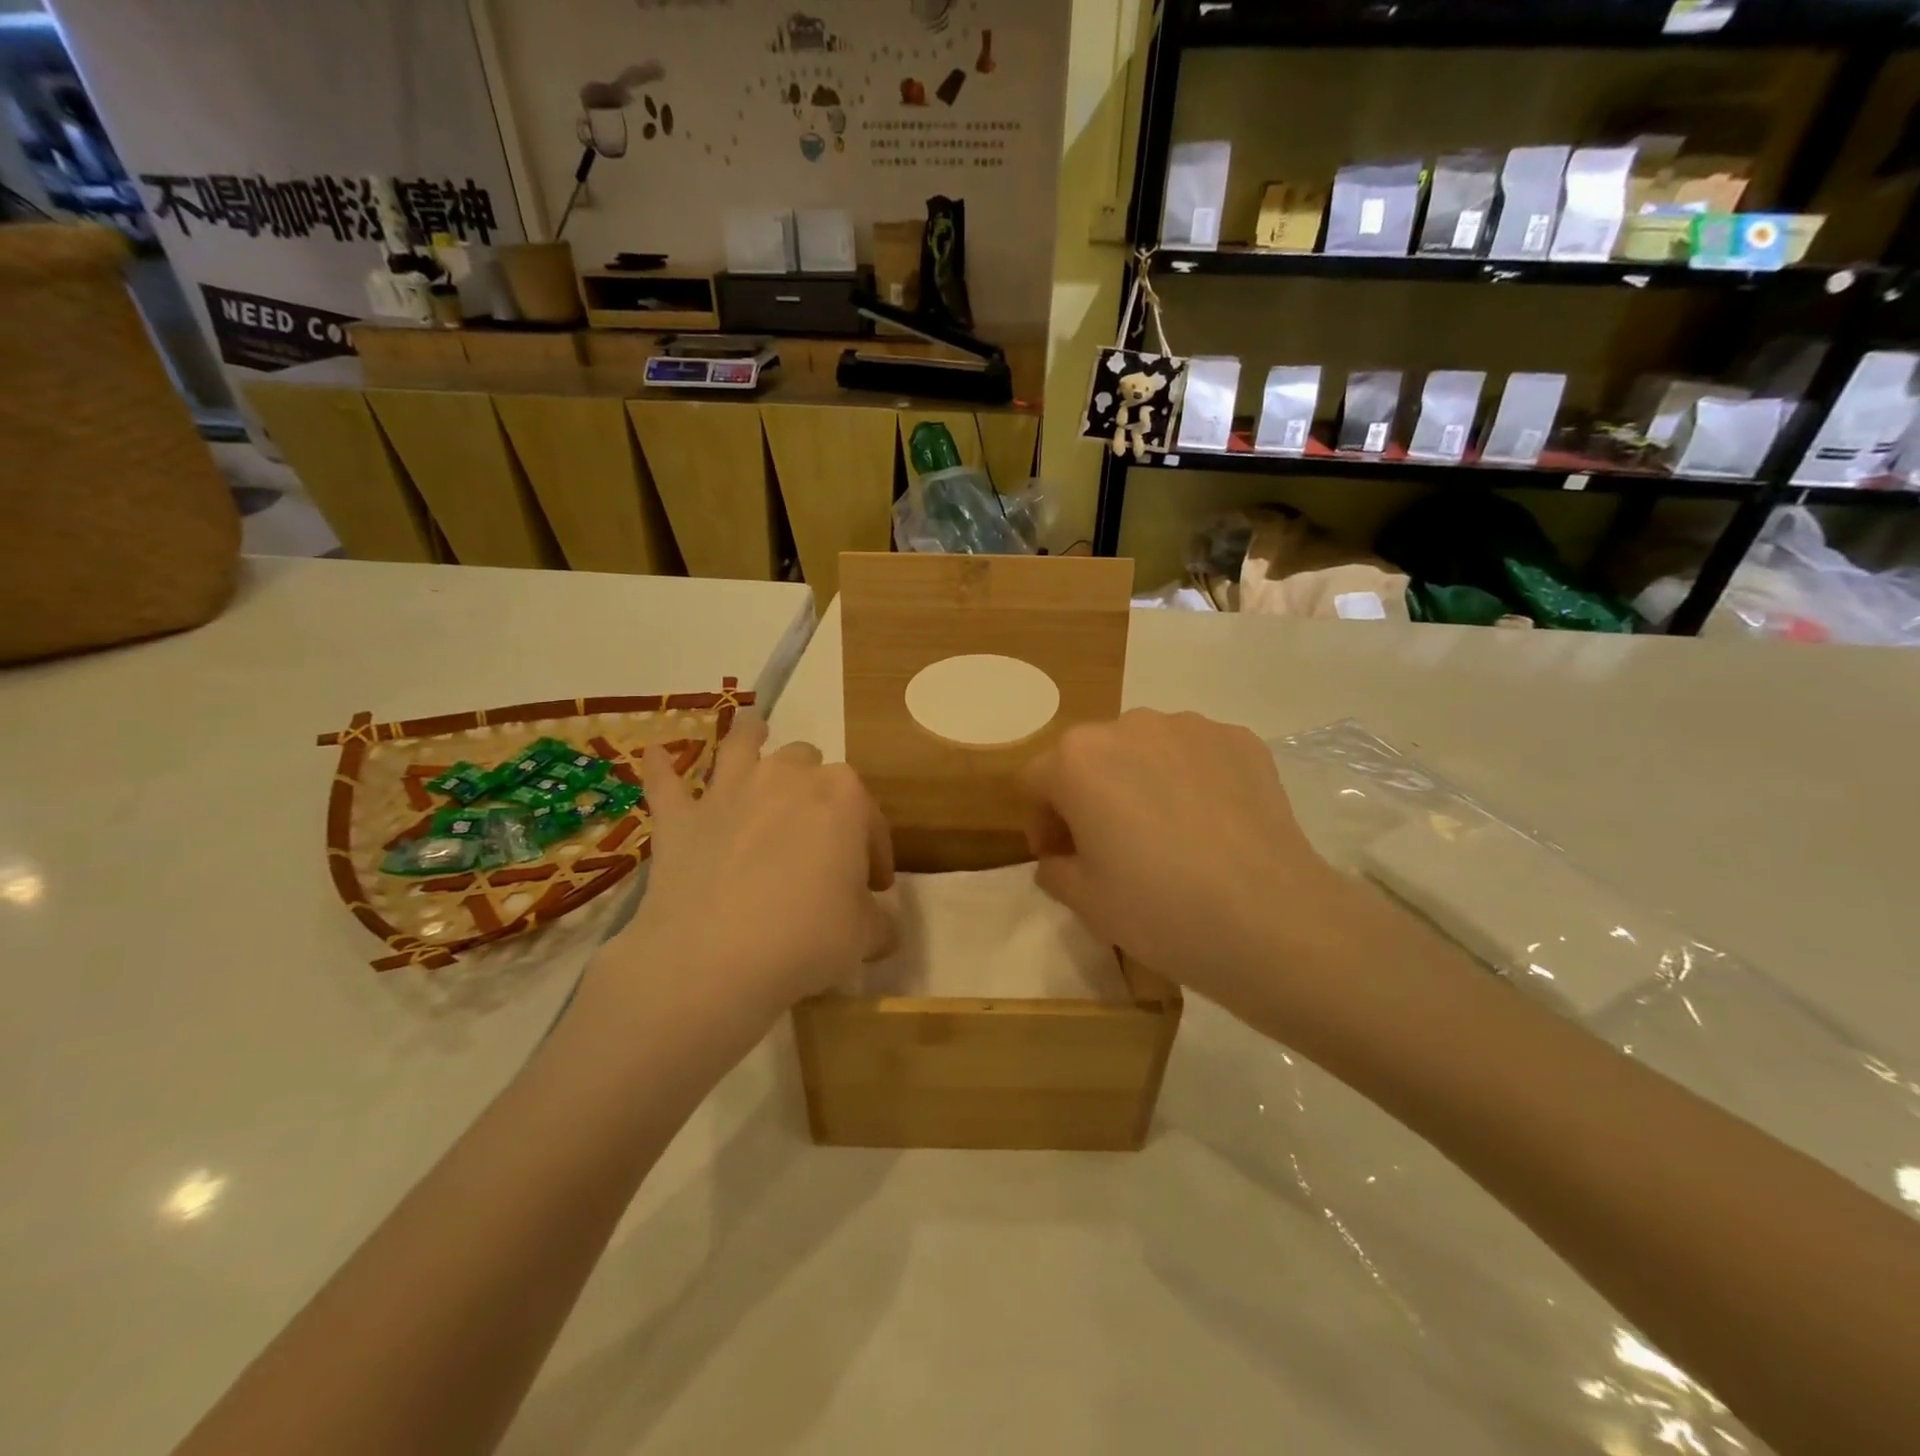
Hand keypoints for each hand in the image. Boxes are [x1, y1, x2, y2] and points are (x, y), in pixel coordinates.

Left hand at [609, 713, 894, 1024]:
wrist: (714, 961)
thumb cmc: (806, 939)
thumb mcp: (864, 936)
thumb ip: (879, 921)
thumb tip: (880, 923)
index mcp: (843, 797)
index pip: (870, 818)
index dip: (876, 853)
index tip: (875, 887)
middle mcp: (787, 778)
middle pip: (810, 765)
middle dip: (818, 791)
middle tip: (818, 836)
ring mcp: (729, 791)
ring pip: (743, 746)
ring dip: (751, 738)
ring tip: (755, 734)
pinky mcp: (680, 817)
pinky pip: (666, 782)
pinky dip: (661, 767)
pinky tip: (653, 752)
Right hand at [1023, 709, 1362, 1019]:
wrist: (1270, 919)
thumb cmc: (1158, 908)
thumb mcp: (1084, 900)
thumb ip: (1055, 869)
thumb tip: (1061, 857)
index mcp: (1077, 759)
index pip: (1036, 780)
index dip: (1040, 821)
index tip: (1059, 856)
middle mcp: (1129, 726)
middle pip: (1090, 756)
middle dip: (1087, 795)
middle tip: (1108, 845)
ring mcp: (1191, 727)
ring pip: (1145, 749)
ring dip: (1139, 781)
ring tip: (1166, 833)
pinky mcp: (1241, 740)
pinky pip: (1196, 754)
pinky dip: (1190, 779)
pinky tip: (1210, 824)